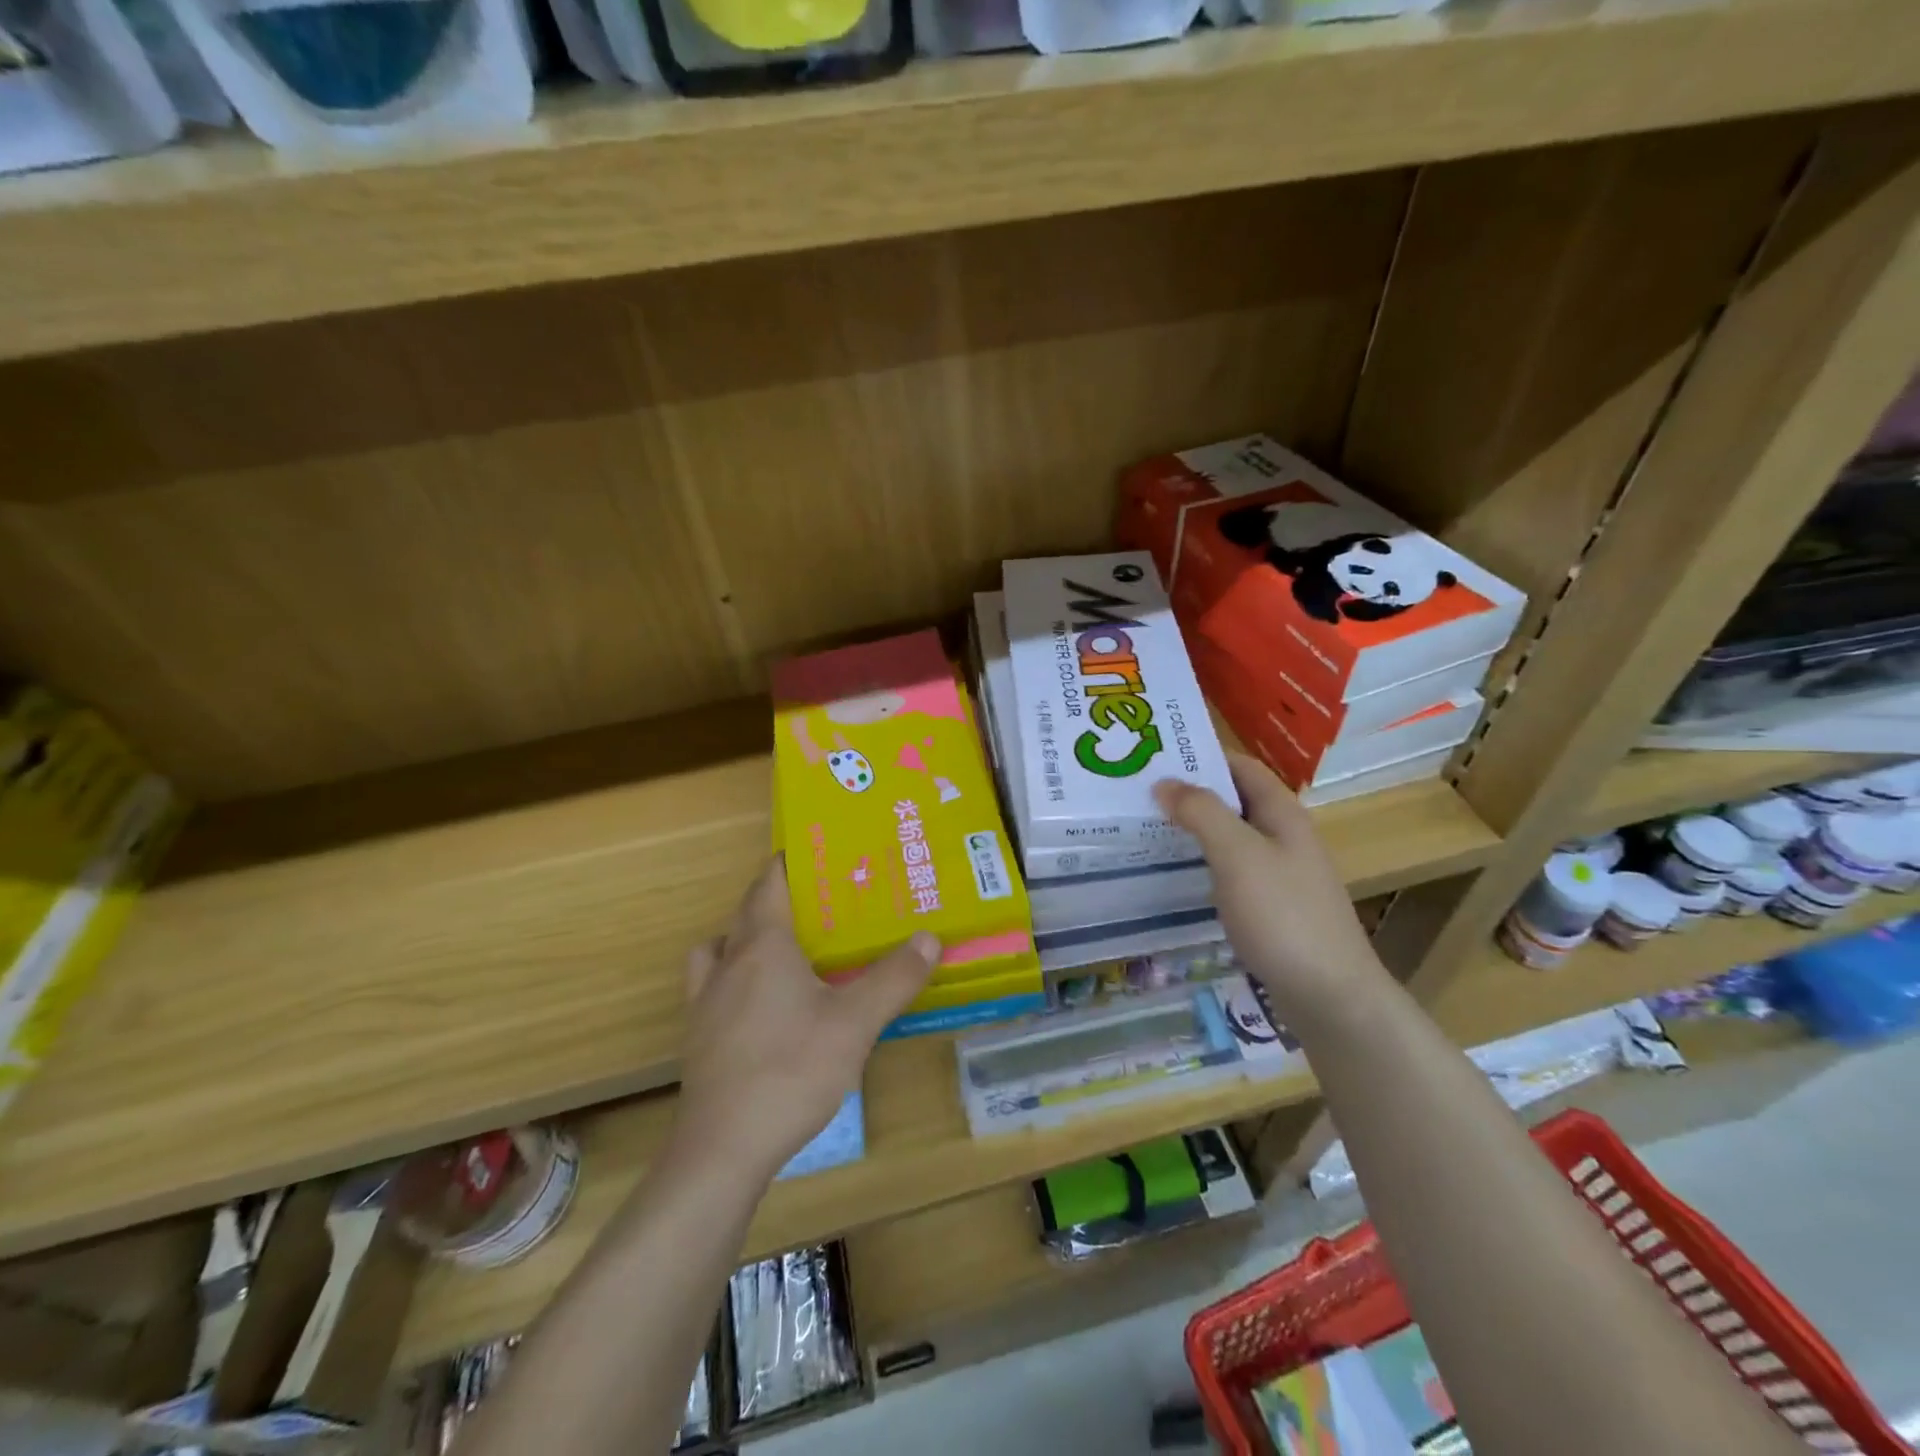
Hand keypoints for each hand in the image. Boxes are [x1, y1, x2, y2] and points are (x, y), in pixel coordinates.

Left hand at [673, 857, 938, 1179]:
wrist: (723, 1147)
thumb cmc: (791, 1070)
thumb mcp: (856, 1023)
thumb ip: (894, 977)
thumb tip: (929, 936)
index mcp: (763, 944)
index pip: (771, 881)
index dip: (793, 862)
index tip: (826, 856)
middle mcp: (729, 960)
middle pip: (749, 910)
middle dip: (783, 898)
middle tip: (827, 902)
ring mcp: (706, 999)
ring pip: (723, 946)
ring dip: (749, 936)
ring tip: (788, 950)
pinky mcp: (698, 1034)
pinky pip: (714, 985)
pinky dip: (735, 978)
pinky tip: (763, 1006)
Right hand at [1154, 753, 1389, 1039]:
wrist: (1329, 994)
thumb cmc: (1283, 914)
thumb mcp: (1238, 854)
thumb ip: (1201, 812)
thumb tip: (1164, 782)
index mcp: (1282, 813)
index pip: (1240, 766)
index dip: (1201, 756)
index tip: (1153, 756)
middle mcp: (1283, 836)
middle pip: (1233, 800)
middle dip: (1190, 792)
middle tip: (1137, 792)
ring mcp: (1279, 873)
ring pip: (1229, 837)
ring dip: (1192, 828)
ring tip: (1145, 825)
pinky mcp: (1271, 906)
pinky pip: (1230, 869)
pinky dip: (1202, 861)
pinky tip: (1174, 872)